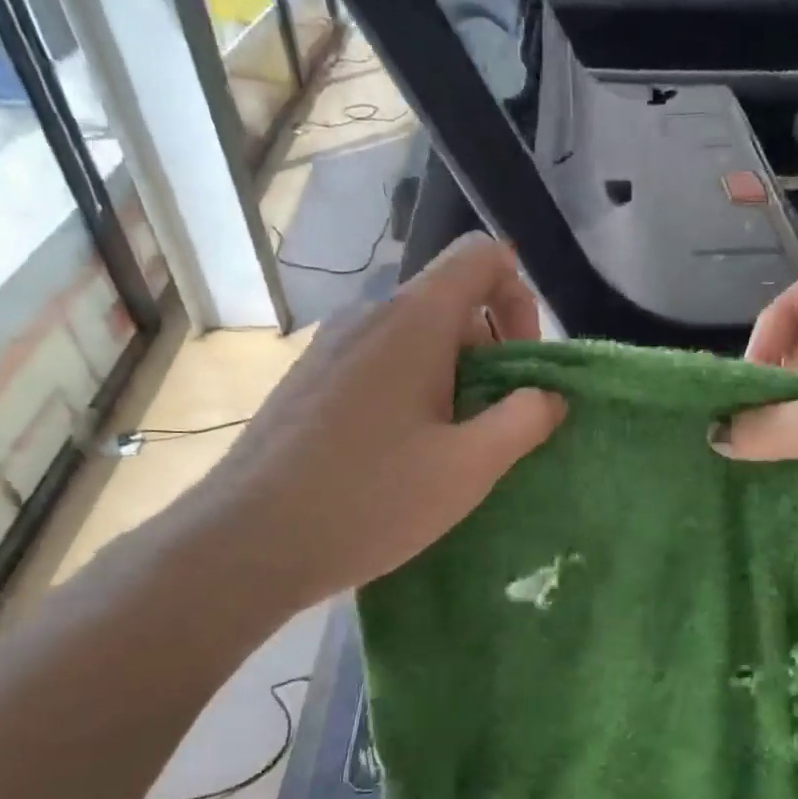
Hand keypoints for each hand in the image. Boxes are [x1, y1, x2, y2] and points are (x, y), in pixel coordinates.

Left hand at [186, 234, 565, 609]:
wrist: (248, 541)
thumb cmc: (370, 500)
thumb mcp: (468, 468)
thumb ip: (523, 421)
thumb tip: (549, 395)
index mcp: (413, 321)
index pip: (481, 257)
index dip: (520, 296)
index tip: (524, 365)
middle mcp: (368, 316)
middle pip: (451, 302)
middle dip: (492, 351)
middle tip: (496, 423)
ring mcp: (330, 348)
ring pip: (415, 338)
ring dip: (453, 378)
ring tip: (452, 447)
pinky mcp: (308, 381)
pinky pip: (379, 364)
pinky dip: (412, 392)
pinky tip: (402, 455)